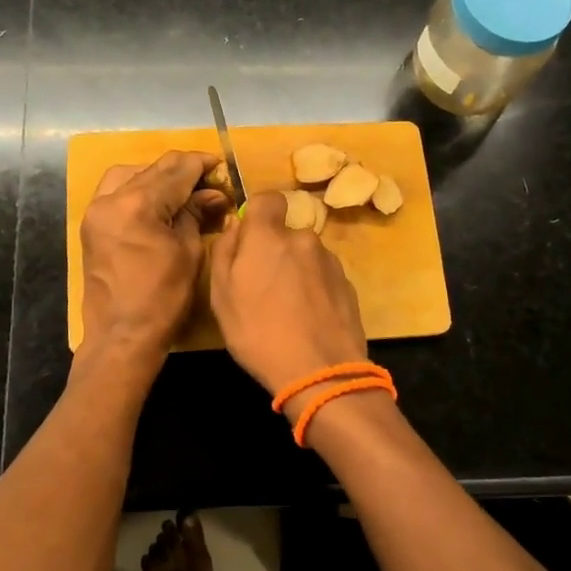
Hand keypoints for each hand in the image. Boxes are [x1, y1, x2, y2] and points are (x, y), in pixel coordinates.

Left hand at [80, 151, 226, 360]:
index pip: (175, 171)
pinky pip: (114, 192)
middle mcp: (110, 200)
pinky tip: (156, 200)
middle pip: (152, 170)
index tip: (220, 163)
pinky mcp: (91, 225)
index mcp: (137, 205)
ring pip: (129, 175)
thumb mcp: (188, 252)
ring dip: (156, 176)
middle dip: (182, 171)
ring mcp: (96, 212)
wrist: (122, 336)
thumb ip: (195, 214)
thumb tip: (212, 193)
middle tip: (208, 179)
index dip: (200, 164)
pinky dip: (136, 188)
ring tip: (180, 188)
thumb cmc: (163, 299)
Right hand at [209, 191, 367, 397]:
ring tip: (287, 310)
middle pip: (285, 233)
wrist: (321, 372)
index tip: (249, 238)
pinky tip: (308, 319)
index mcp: (268, 237)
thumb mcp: (221, 297)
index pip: (267, 198)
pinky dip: (314, 289)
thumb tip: (234, 227)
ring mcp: (330, 261)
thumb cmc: (258, 334)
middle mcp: (303, 239)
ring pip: (305, 256)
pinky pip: (322, 276)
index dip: (257, 213)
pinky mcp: (348, 284)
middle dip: (274, 251)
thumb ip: (224, 253)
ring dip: (295, 271)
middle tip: (262, 288)